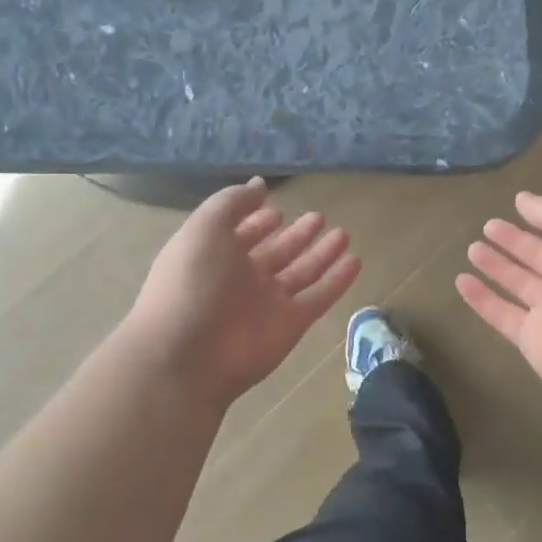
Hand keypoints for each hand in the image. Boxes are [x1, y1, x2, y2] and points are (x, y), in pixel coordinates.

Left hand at [125, 179, 360, 404]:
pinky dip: (337, 281)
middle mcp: (242, 278)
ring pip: (302, 273)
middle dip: (295, 235)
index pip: (242, 233)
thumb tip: (258, 185)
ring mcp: (268, 303)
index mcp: (215, 255)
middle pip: (276, 252)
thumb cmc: (191, 283)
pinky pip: (320, 297)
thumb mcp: (204, 228)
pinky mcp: (291, 324)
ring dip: (321, 254)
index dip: (257, 220)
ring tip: (343, 233)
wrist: (187, 356)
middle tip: (318, 217)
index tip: (277, 206)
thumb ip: (232, 202)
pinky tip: (355, 261)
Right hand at [456, 192, 541, 407]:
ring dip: (496, 267)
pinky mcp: (532, 341)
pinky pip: (501, 315)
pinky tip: (461, 282)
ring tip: (472, 249)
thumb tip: (523, 199)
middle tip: (487, 226)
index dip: (540, 219)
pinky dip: (482, 299)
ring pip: (518, 285)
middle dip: (515, 242)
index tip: (514, 205)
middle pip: (539, 258)